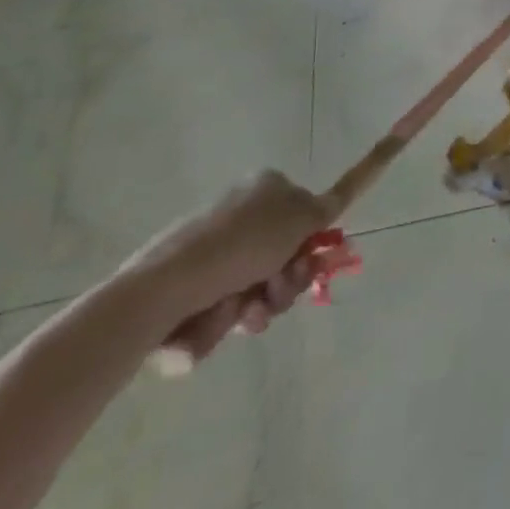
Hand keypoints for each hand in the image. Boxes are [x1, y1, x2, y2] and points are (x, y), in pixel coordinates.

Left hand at [122, 171, 330, 365]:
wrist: (166, 288)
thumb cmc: (242, 244)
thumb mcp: (300, 217)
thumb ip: (329, 206)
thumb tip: (342, 190)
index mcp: (263, 189)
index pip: (304, 216)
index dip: (312, 244)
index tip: (310, 263)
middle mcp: (239, 217)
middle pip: (285, 256)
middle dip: (288, 282)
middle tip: (279, 289)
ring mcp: (214, 254)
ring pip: (260, 289)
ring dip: (263, 305)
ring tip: (246, 312)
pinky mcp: (192, 289)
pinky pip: (228, 310)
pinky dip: (230, 319)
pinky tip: (223, 318)